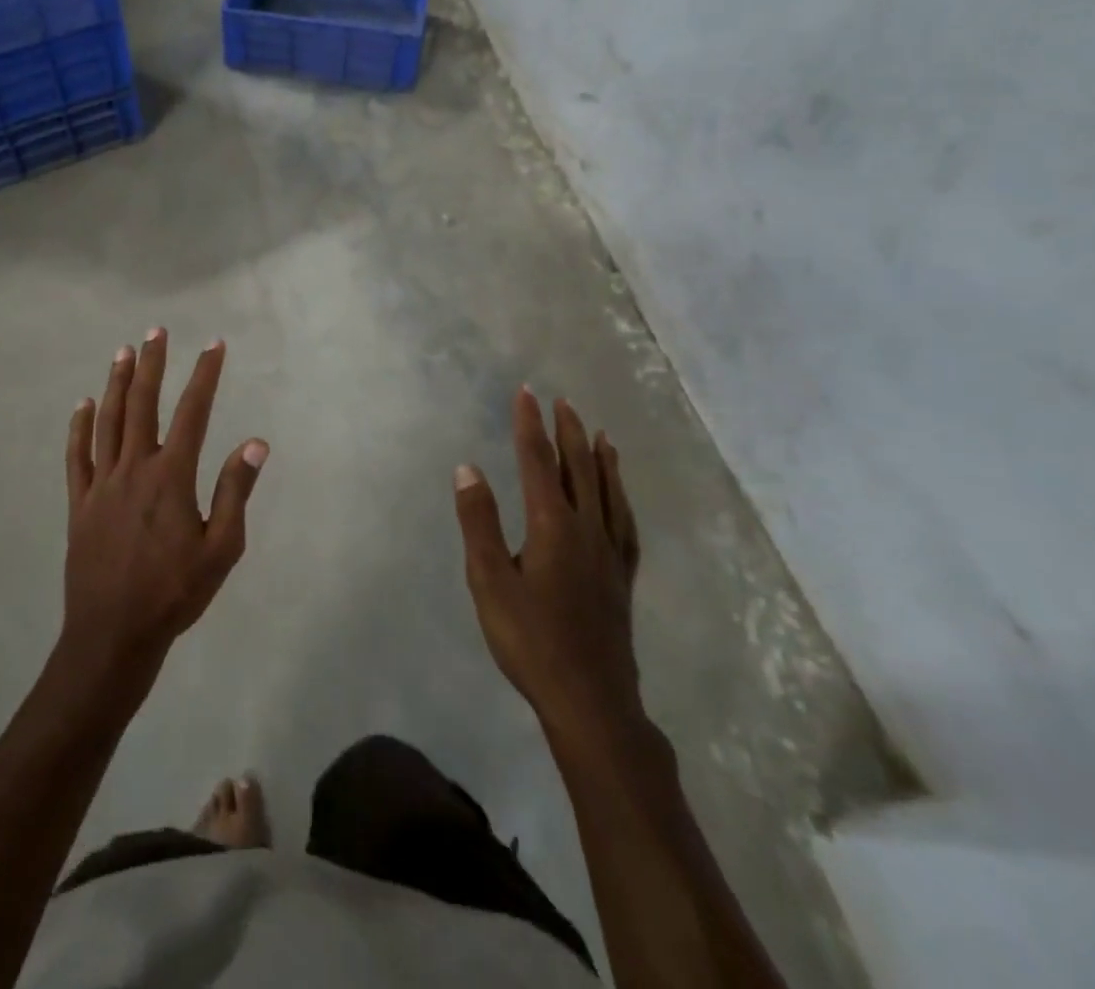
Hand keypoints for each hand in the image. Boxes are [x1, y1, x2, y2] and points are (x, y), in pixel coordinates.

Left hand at [62, 329, 267, 687]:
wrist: (113, 634)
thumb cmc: (175, 593)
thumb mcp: (221, 548)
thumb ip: (236, 492)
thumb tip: (256, 443)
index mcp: (171, 476)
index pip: (193, 412)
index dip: (205, 375)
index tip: (214, 346)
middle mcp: (134, 468)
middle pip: (143, 404)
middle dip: (153, 364)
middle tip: (156, 331)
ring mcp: (102, 483)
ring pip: (109, 420)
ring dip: (117, 383)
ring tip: (123, 351)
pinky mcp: (80, 502)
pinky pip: (77, 456)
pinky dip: (80, 427)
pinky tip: (84, 404)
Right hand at [453, 388, 642, 750]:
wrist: (590, 700)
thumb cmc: (530, 640)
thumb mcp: (489, 580)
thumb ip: (478, 522)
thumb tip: (468, 469)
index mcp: (551, 524)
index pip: (537, 461)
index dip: (530, 424)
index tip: (526, 393)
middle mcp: (586, 528)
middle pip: (578, 468)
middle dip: (567, 432)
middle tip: (563, 401)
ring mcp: (610, 554)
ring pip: (608, 492)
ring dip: (600, 459)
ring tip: (600, 434)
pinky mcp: (622, 578)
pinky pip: (626, 525)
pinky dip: (622, 500)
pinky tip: (621, 497)